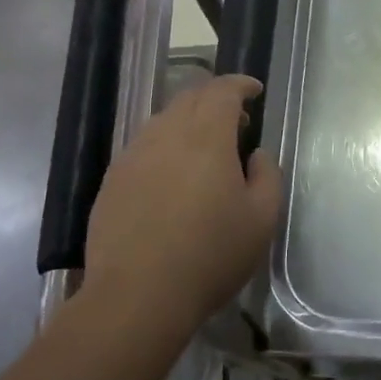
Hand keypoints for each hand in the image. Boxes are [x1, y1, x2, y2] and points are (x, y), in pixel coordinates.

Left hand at [83, 74, 282, 336]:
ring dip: (188, 122)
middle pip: (190, 98)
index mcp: (206, 136)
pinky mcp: (113, 180)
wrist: (137, 295)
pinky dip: (165, 146)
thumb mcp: (261, 220)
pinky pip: (144, 146)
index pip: (222, 90)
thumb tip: (256, 154)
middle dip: (216, 99)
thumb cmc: (209, 256)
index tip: (255, 91)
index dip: (241, 84)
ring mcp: (134, 155)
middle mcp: (166, 134)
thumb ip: (267, 176)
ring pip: (164, 121)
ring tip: (205, 150)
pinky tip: (172, 177)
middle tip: (237, 121)